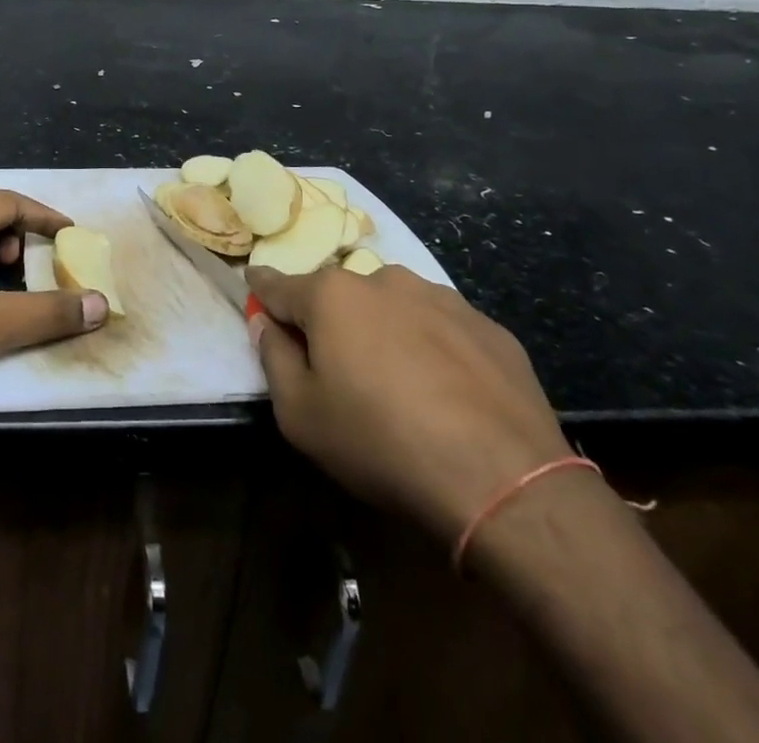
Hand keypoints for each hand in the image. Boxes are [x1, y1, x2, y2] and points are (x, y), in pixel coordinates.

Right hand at [247, 264, 578, 543]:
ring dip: (383, 330)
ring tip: (399, 383)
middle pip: (339, 295)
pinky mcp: (487, 325)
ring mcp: (440, 297)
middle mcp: (383, 279)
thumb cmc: (381, 442)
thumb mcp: (300, 416)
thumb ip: (273, 359)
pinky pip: (441, 327)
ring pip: (392, 306)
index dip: (262, 292)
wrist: (504, 480)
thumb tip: (268, 325)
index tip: (254, 292)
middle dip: (329, 320)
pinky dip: (431, 347)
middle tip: (338, 368)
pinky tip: (446, 393)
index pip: (279, 284)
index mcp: (331, 295)